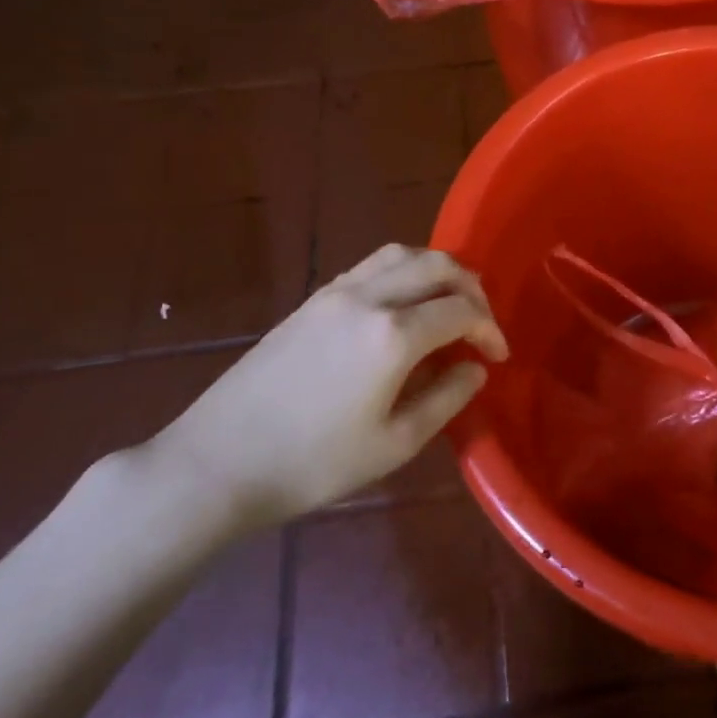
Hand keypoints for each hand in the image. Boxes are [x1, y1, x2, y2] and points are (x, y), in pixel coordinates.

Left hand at [150, 245, 508, 531]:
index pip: (463, 311)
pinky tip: (403, 304)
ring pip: (403, 254)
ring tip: (448, 302)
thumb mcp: (395, 444)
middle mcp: (369, 298)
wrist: (217, 462)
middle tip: (481, 323)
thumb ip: (446, 398)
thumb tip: (475, 368)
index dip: (490, 329)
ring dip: (437, 270)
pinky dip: (403, 270)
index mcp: (394, 334)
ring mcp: (336, 293)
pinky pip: (371, 265)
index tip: (498, 356)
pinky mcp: (312, 300)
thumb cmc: (313, 464)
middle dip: (472, 288)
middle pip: (438, 265)